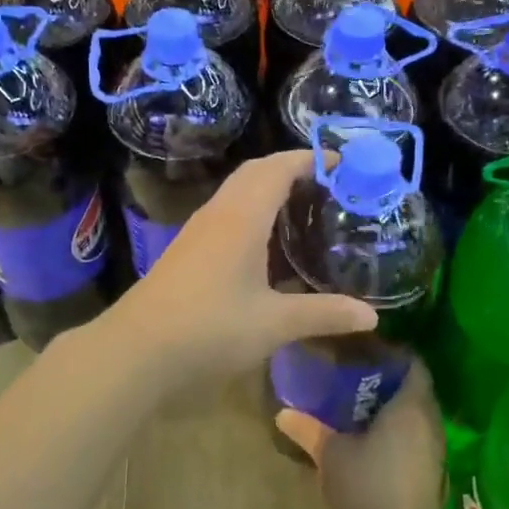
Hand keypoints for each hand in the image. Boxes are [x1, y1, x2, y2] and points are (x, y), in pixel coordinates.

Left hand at [106, 150, 377, 383]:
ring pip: (236, 192)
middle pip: (255, 172)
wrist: (137, 349)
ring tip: (301, 207)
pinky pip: (225, 212)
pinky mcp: (186, 250)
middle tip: (325, 183)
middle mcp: (218, 213)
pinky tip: (264, 244)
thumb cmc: (210, 328)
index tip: (340, 162)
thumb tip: (371, 317)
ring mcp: (197, 231)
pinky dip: (251, 210)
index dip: (309, 159)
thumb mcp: (274, 323)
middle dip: (289, 168)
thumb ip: (323, 314)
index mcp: (242, 217)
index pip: (278, 169)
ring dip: (267, 188)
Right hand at [276, 361, 445, 508]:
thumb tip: (282, 413)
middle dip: (386, 379)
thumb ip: (308, 429)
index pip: (412, 362)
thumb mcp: (330, 455)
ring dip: (391, 407)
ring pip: (415, 414)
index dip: (390, 352)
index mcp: (411, 405)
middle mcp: (430, 421)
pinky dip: (396, 431)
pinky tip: (368, 439)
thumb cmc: (368, 488)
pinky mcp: (430, 473)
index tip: (362, 351)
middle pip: (413, 387)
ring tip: (355, 405)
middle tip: (352, 375)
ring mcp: (434, 449)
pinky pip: (415, 437)